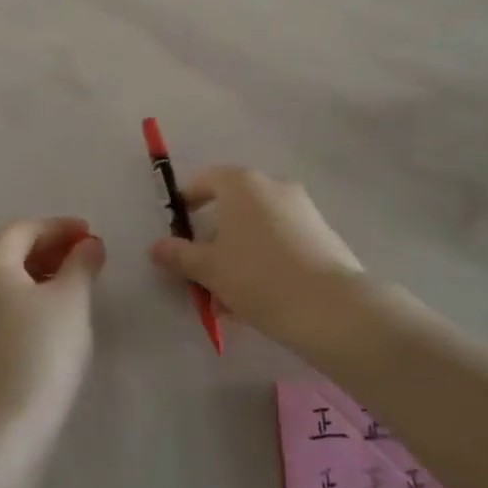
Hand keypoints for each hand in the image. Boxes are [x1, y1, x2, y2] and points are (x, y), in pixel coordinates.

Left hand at [0, 217, 105, 431]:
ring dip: (41, 271)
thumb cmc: (41, 349)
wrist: (3, 426)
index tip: (90, 234)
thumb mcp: (71, 299)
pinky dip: (30, 295)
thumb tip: (88, 245)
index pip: (25, 228)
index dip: (59, 227)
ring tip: (76, 283)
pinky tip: (54, 314)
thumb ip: (81, 263)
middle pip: (11, 249)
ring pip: (7, 278)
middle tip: (86, 255)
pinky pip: (4, 302)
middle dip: (50, 246)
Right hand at [149, 167, 371, 356]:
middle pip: (232, 205)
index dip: (187, 202)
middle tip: (203, 272)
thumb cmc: (258, 277)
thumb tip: (157, 247)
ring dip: (239, 254)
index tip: (178, 232)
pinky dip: (265, 260)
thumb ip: (180, 255)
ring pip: (257, 227)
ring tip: (230, 298)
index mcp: (242, 183)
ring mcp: (302, 207)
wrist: (331, 307)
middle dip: (214, 238)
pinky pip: (281, 240)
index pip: (205, 180)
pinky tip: (261, 298)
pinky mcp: (322, 233)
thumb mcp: (209, 269)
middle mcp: (273, 185)